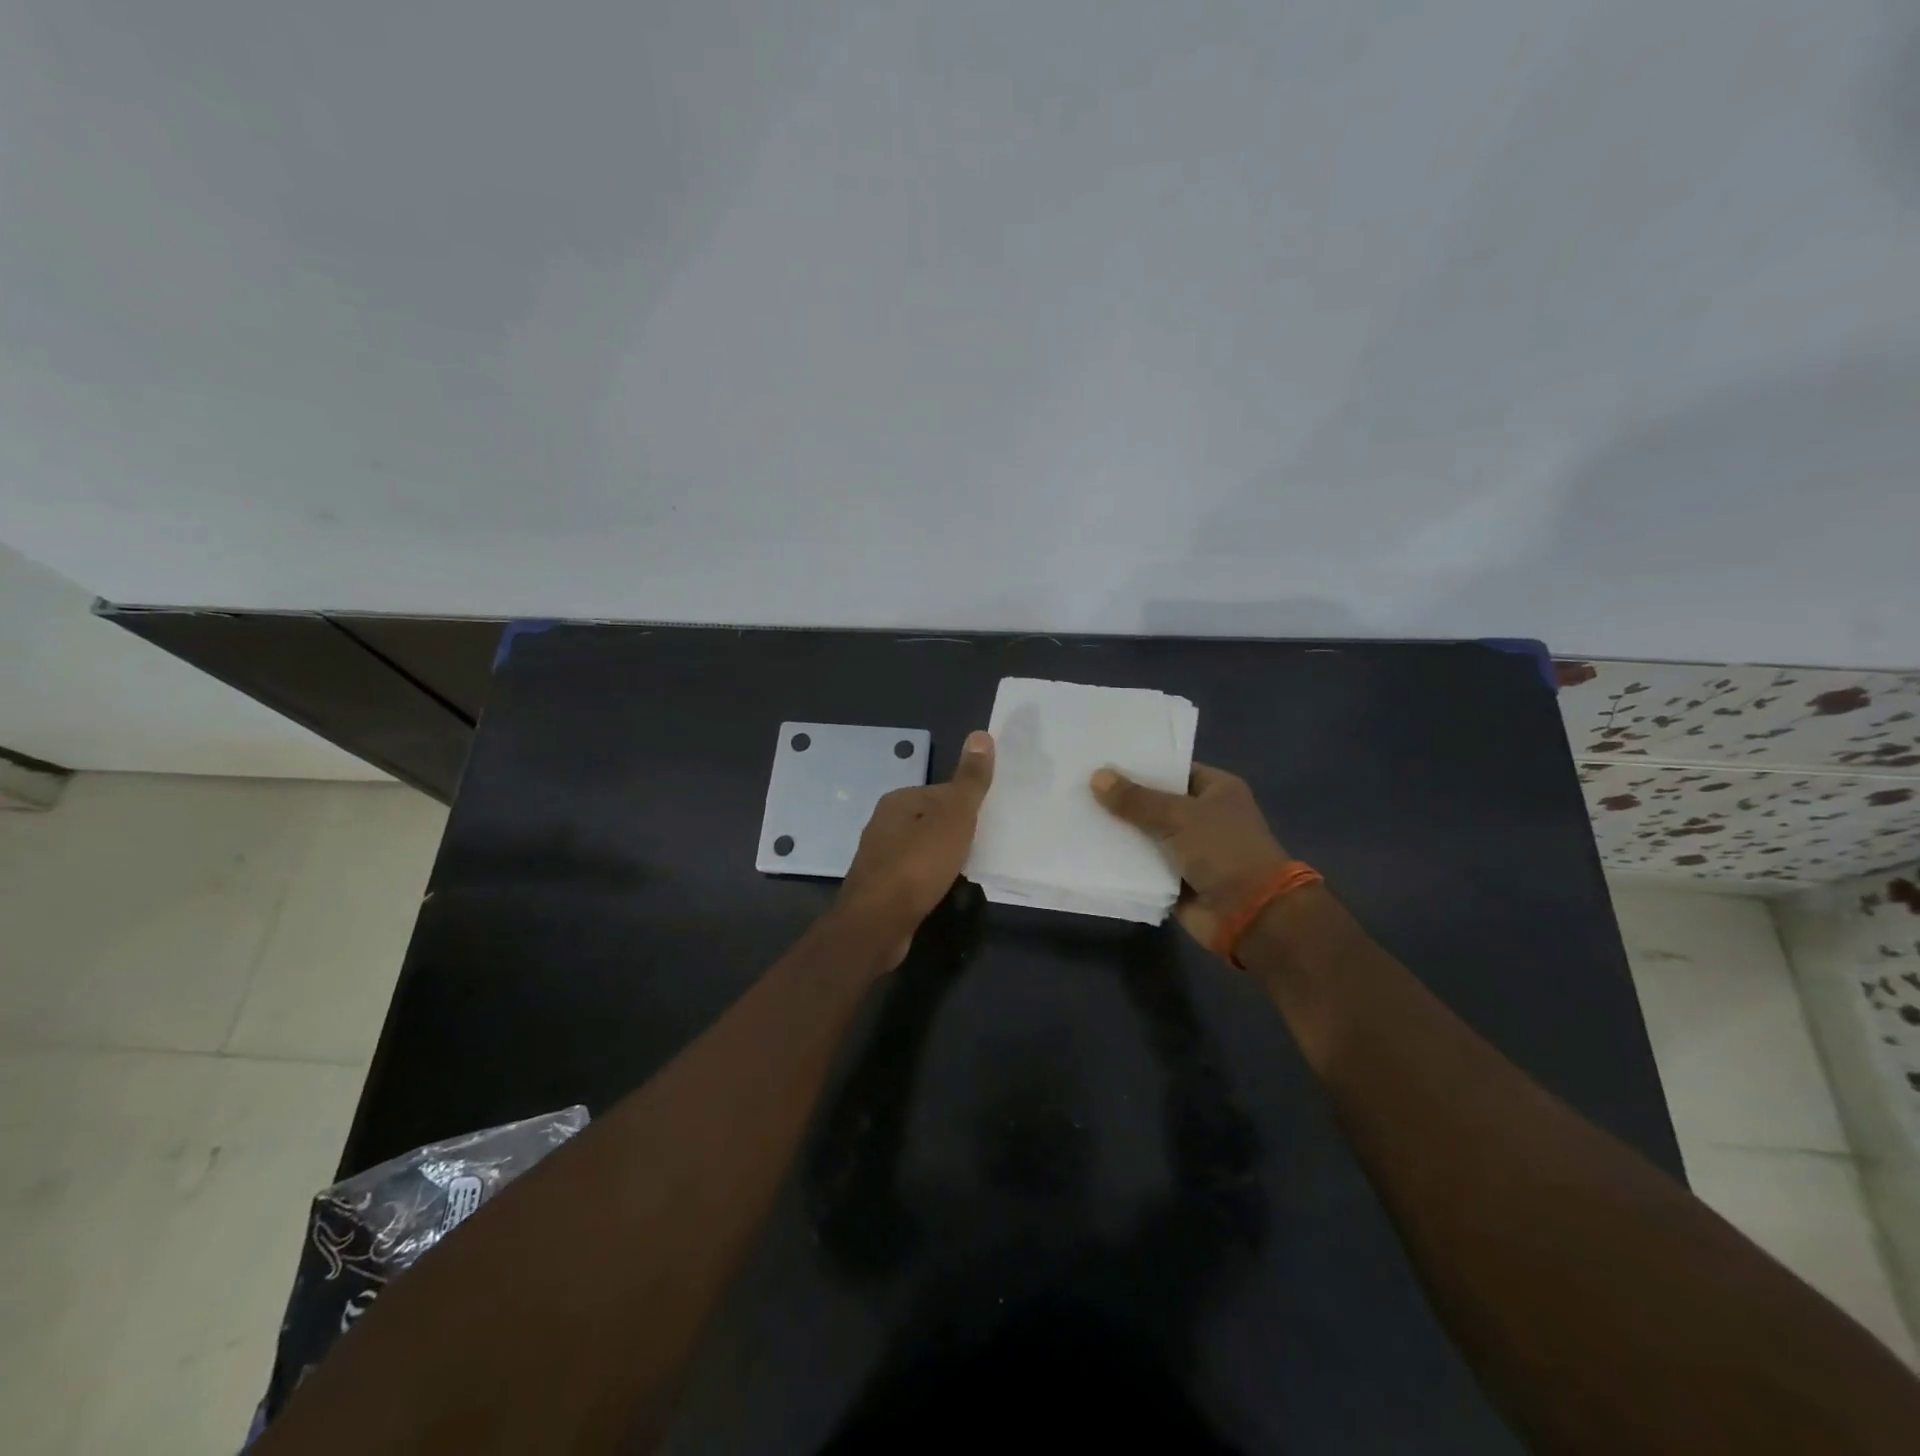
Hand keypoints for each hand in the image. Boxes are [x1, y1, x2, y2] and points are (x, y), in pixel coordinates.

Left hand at [835, 730, 994, 965]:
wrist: (878, 923)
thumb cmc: (918, 864)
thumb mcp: (954, 816)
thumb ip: (970, 780)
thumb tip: (981, 734)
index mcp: (898, 800)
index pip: (941, 792)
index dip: (967, 806)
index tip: (987, 824)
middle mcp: (883, 823)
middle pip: (931, 820)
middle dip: (955, 833)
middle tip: (982, 848)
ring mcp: (878, 857)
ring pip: (922, 849)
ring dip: (943, 858)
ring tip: (967, 872)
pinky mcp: (880, 888)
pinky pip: (914, 875)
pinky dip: (930, 879)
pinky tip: (943, 891)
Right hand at [1089, 762, 1290, 950]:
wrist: (1250, 915)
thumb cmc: (1223, 851)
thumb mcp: (1178, 817)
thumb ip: (1136, 799)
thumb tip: (1096, 777)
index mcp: (1216, 790)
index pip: (1172, 769)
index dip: (1139, 765)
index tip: (1101, 760)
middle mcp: (1204, 816)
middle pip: (1155, 802)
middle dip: (1122, 798)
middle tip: (1078, 784)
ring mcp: (1189, 850)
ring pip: (1146, 834)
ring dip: (1118, 831)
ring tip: (1074, 813)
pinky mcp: (1175, 879)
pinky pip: (1143, 865)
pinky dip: (1122, 861)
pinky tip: (1087, 849)